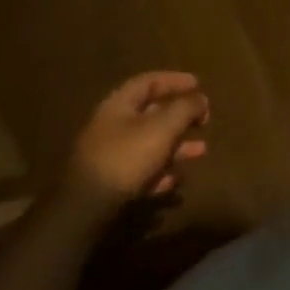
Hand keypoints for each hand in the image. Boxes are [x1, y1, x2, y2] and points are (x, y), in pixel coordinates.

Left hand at [66, 71, 209, 213]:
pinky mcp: (110, 183)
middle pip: (151, 114)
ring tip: (201, 152)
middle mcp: (112, 126)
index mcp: (119, 104)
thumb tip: (201, 99)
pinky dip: (160, 172)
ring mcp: (109, 155)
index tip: (198, 84)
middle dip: (180, 117)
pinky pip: (141, 171)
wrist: (86, 208)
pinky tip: (175, 181)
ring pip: (150, 144)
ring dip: (176, 146)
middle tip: (204, 121)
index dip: (175, 80)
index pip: (149, 82)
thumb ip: (185, 108)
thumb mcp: (162, 127)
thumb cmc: (126, 156)